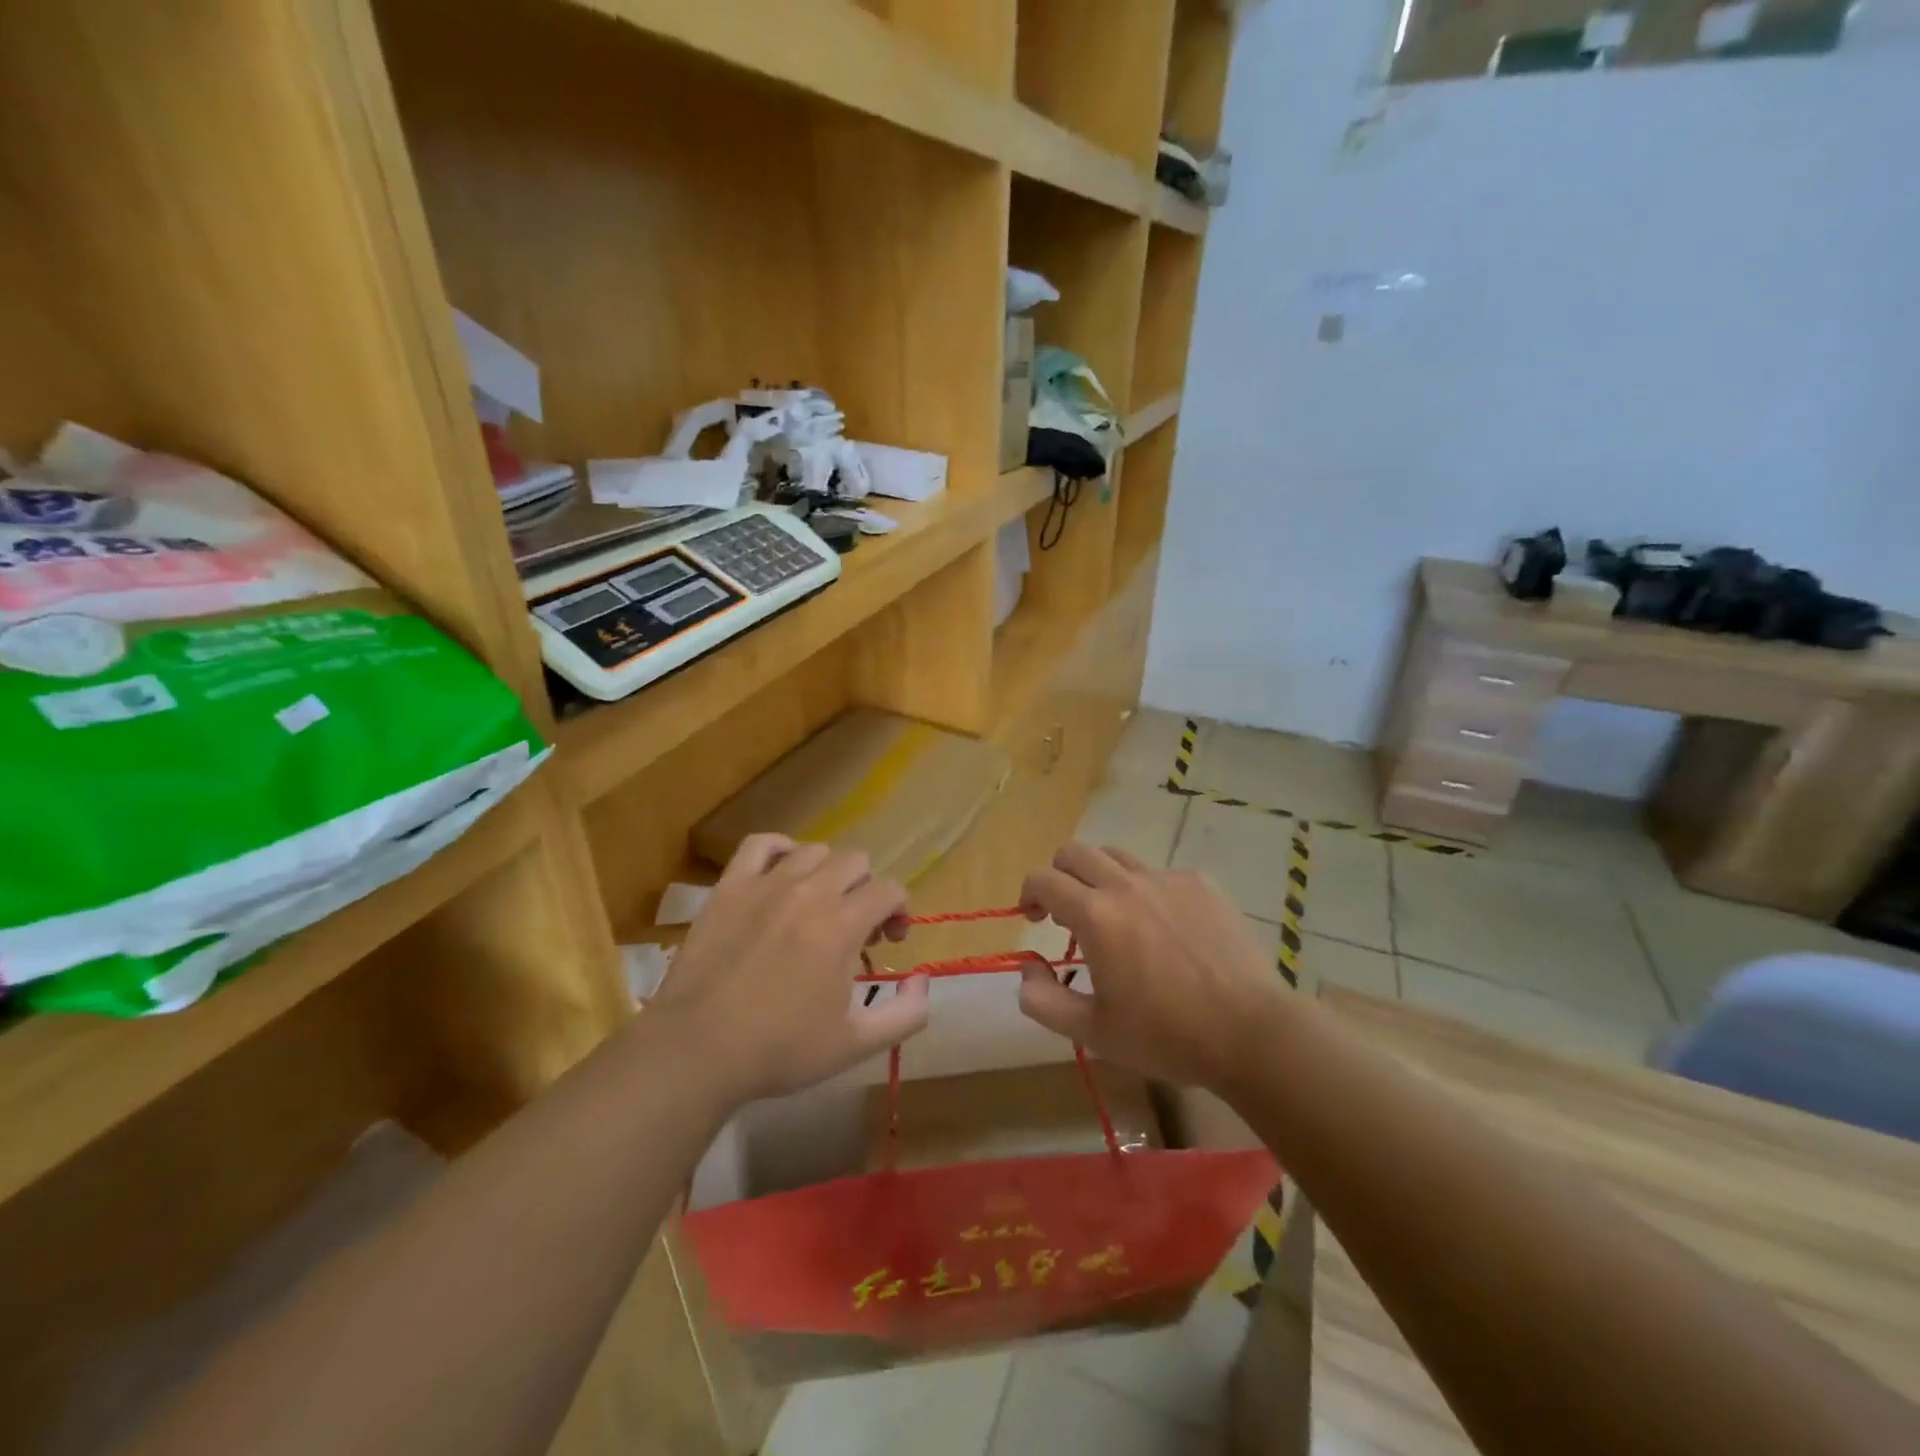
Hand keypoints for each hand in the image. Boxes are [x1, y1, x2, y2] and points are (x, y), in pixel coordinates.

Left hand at [651, 835, 928, 1102]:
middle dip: (867, 890)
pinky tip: (783, 872)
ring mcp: (765, 885)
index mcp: (841, 926)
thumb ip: (907, 1013)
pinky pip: (760, 844)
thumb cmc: (780, 1050)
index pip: (890, 889)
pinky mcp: (729, 887)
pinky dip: (780, 849)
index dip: (899, 910)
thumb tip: (923, 979)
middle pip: (857, 862)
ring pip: (814, 851)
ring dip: (829, 873)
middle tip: (857, 927)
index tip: (889, 941)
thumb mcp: (856, 1045)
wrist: (698, 1051)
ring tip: (820, 905)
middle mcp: (808, 893)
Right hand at [1016, 843, 1288, 1090]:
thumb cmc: (1166, 1035)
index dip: (1029, 893)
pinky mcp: (1201, 884)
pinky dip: (1145, 890)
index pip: (1043, 878)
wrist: (1250, 1031)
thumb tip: (1027, 966)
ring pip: (1116, 855)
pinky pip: (1158, 873)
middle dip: (1059, 875)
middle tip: (1065, 912)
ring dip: (1099, 877)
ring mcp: (1167, 879)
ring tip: (1112, 915)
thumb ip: (1042, 999)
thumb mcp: (1092, 1032)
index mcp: (1095, 915)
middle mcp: (1126, 884)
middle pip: (1075, 852)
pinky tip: (1163, 928)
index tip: (1034, 919)